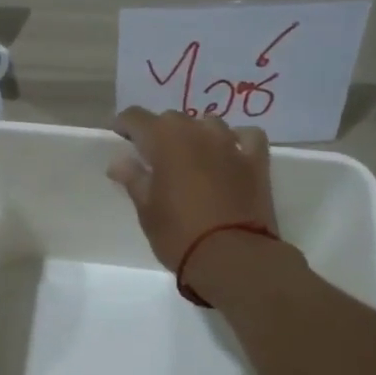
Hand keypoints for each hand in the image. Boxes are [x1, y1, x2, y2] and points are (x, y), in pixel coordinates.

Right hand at [108, 107, 278, 273]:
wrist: (231, 257)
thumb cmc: (179, 234)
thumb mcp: (147, 210)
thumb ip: (133, 179)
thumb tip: (119, 161)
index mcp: (164, 140)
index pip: (137, 117)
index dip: (125, 123)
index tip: (119, 133)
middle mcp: (197, 132)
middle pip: (173, 119)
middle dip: (160, 131)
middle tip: (153, 155)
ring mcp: (230, 144)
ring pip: (208, 123)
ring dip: (196, 133)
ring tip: (191, 154)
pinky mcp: (256, 161)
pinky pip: (246, 137)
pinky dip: (236, 140)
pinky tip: (231, 152)